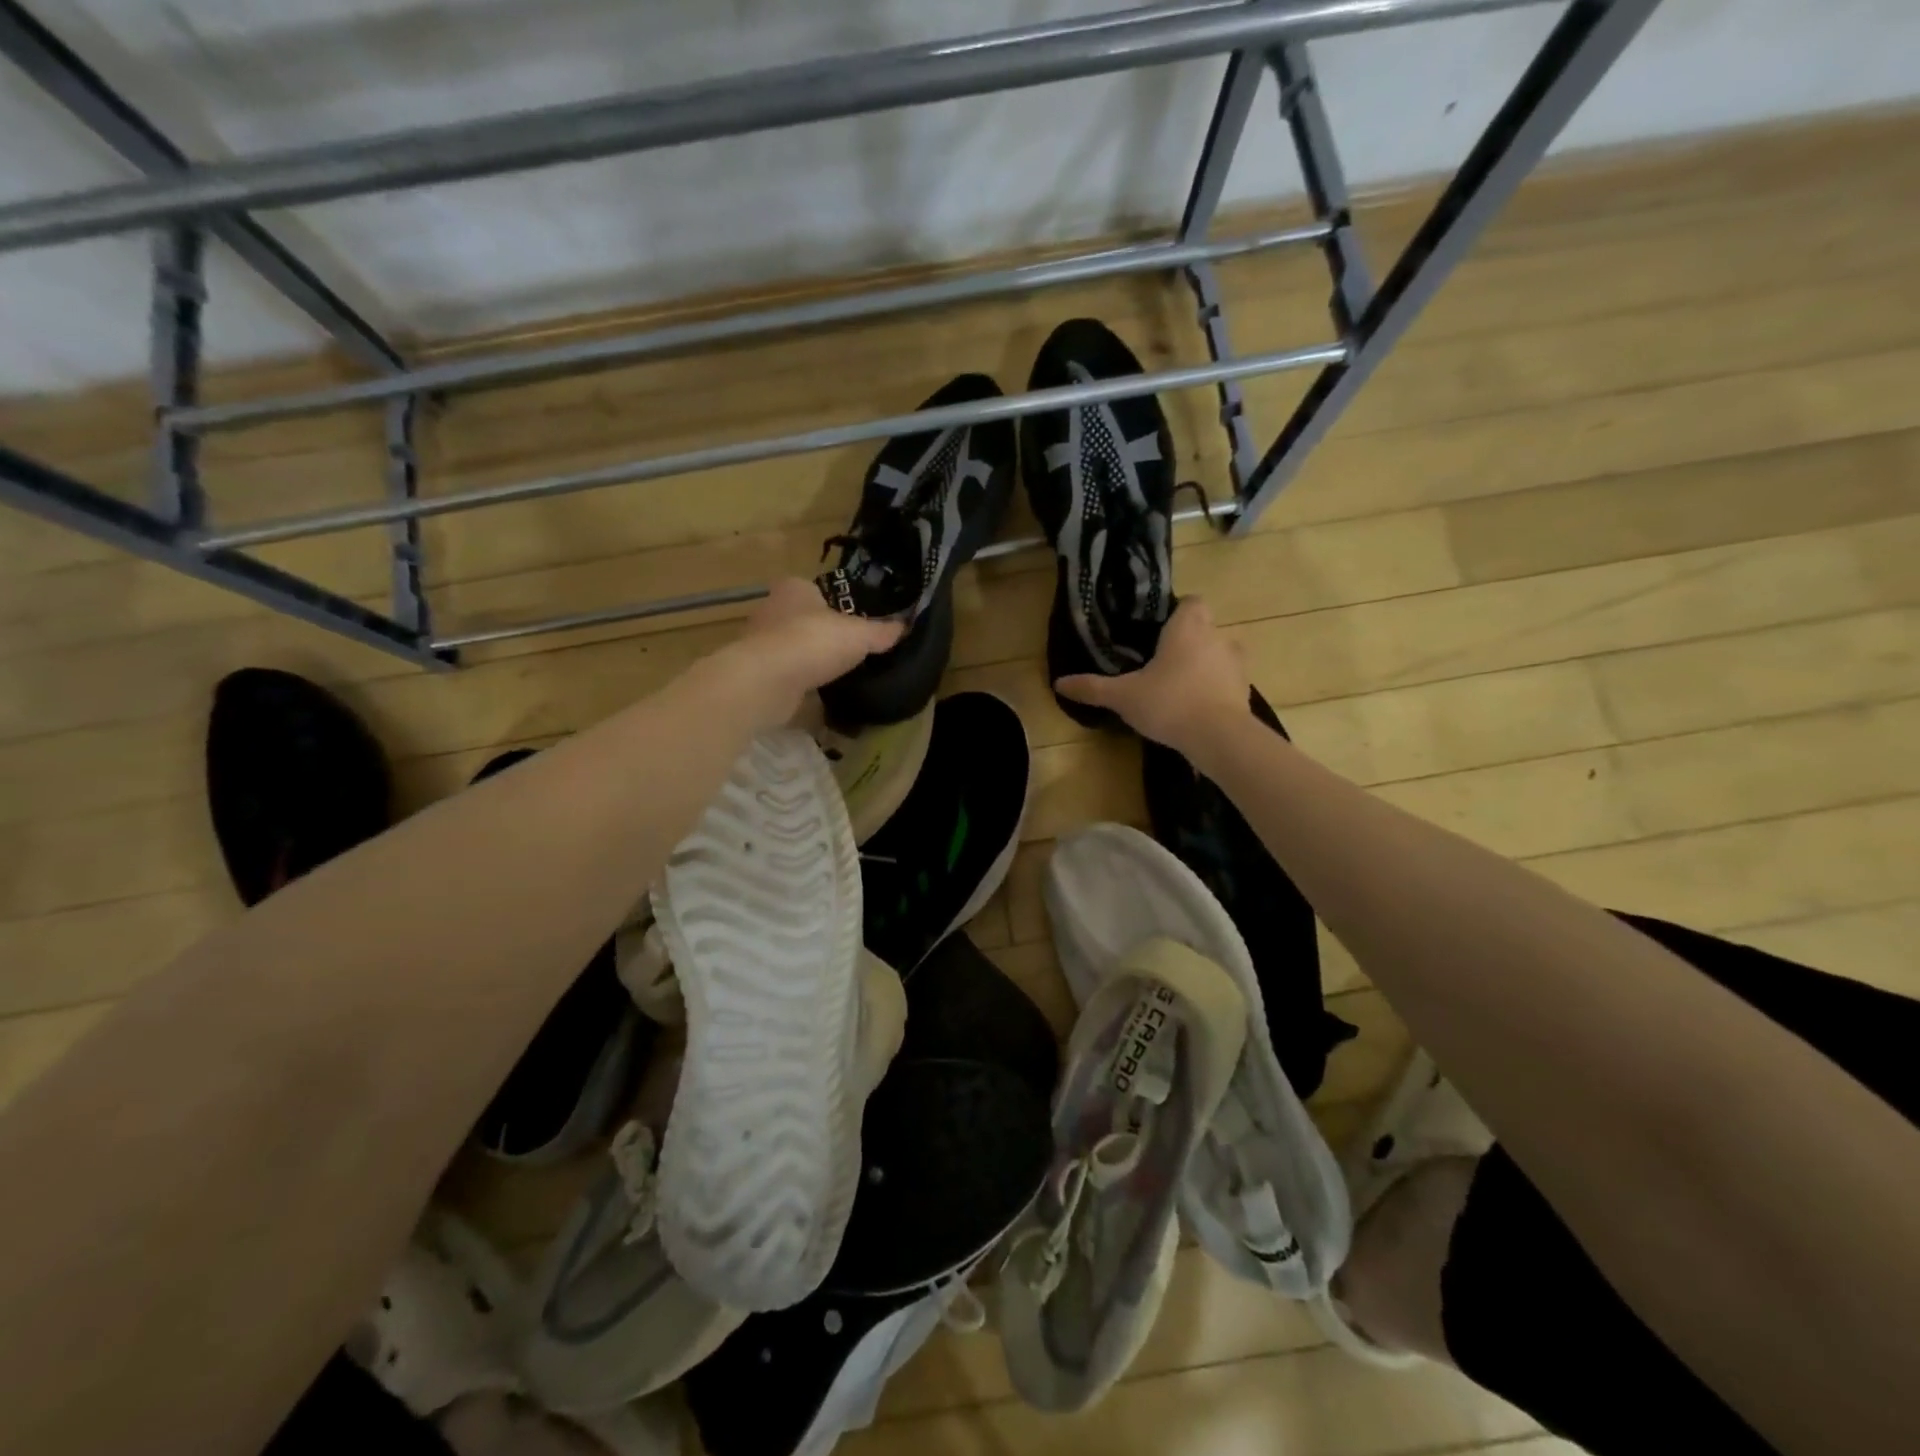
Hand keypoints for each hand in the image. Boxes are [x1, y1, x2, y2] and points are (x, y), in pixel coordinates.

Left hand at [713, 577, 902, 729]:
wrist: (767, 681)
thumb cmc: (814, 642)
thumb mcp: (860, 635)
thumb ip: (882, 631)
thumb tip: (905, 626)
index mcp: (795, 588)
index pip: (820, 590)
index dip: (839, 605)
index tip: (857, 623)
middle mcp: (772, 607)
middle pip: (806, 618)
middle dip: (824, 632)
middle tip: (852, 649)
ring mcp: (761, 640)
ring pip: (794, 645)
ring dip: (811, 657)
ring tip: (838, 671)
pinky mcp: (757, 670)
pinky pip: (786, 671)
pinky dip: (800, 678)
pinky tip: (817, 689)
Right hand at [1056, 597, 1248, 755]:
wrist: (1219, 738)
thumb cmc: (1169, 703)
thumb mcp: (1123, 696)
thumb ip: (1093, 687)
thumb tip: (1059, 683)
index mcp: (1188, 627)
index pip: (1191, 601)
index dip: (1177, 612)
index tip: (1159, 631)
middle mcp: (1217, 637)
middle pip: (1205, 628)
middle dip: (1188, 642)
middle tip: (1161, 663)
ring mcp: (1237, 664)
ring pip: (1219, 655)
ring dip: (1204, 666)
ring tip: (1179, 688)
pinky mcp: (1246, 691)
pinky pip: (1228, 682)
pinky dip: (1215, 690)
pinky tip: (1196, 709)